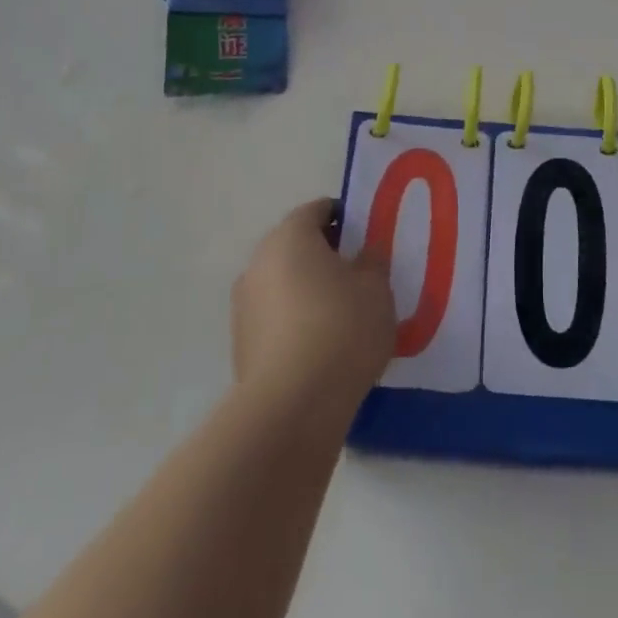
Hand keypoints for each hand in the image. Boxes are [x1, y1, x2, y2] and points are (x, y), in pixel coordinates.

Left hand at [232, 198, 395, 417]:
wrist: (292, 407)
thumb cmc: (341, 329)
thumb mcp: (376, 288)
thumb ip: (372, 262)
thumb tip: (362, 256)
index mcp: (290, 236)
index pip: (318, 210)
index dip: (345, 219)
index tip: (367, 240)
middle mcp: (259, 261)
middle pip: (297, 246)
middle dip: (326, 255)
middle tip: (359, 276)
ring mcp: (244, 304)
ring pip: (284, 283)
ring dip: (308, 291)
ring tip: (342, 316)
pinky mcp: (241, 344)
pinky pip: (275, 318)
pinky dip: (296, 322)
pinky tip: (321, 347)